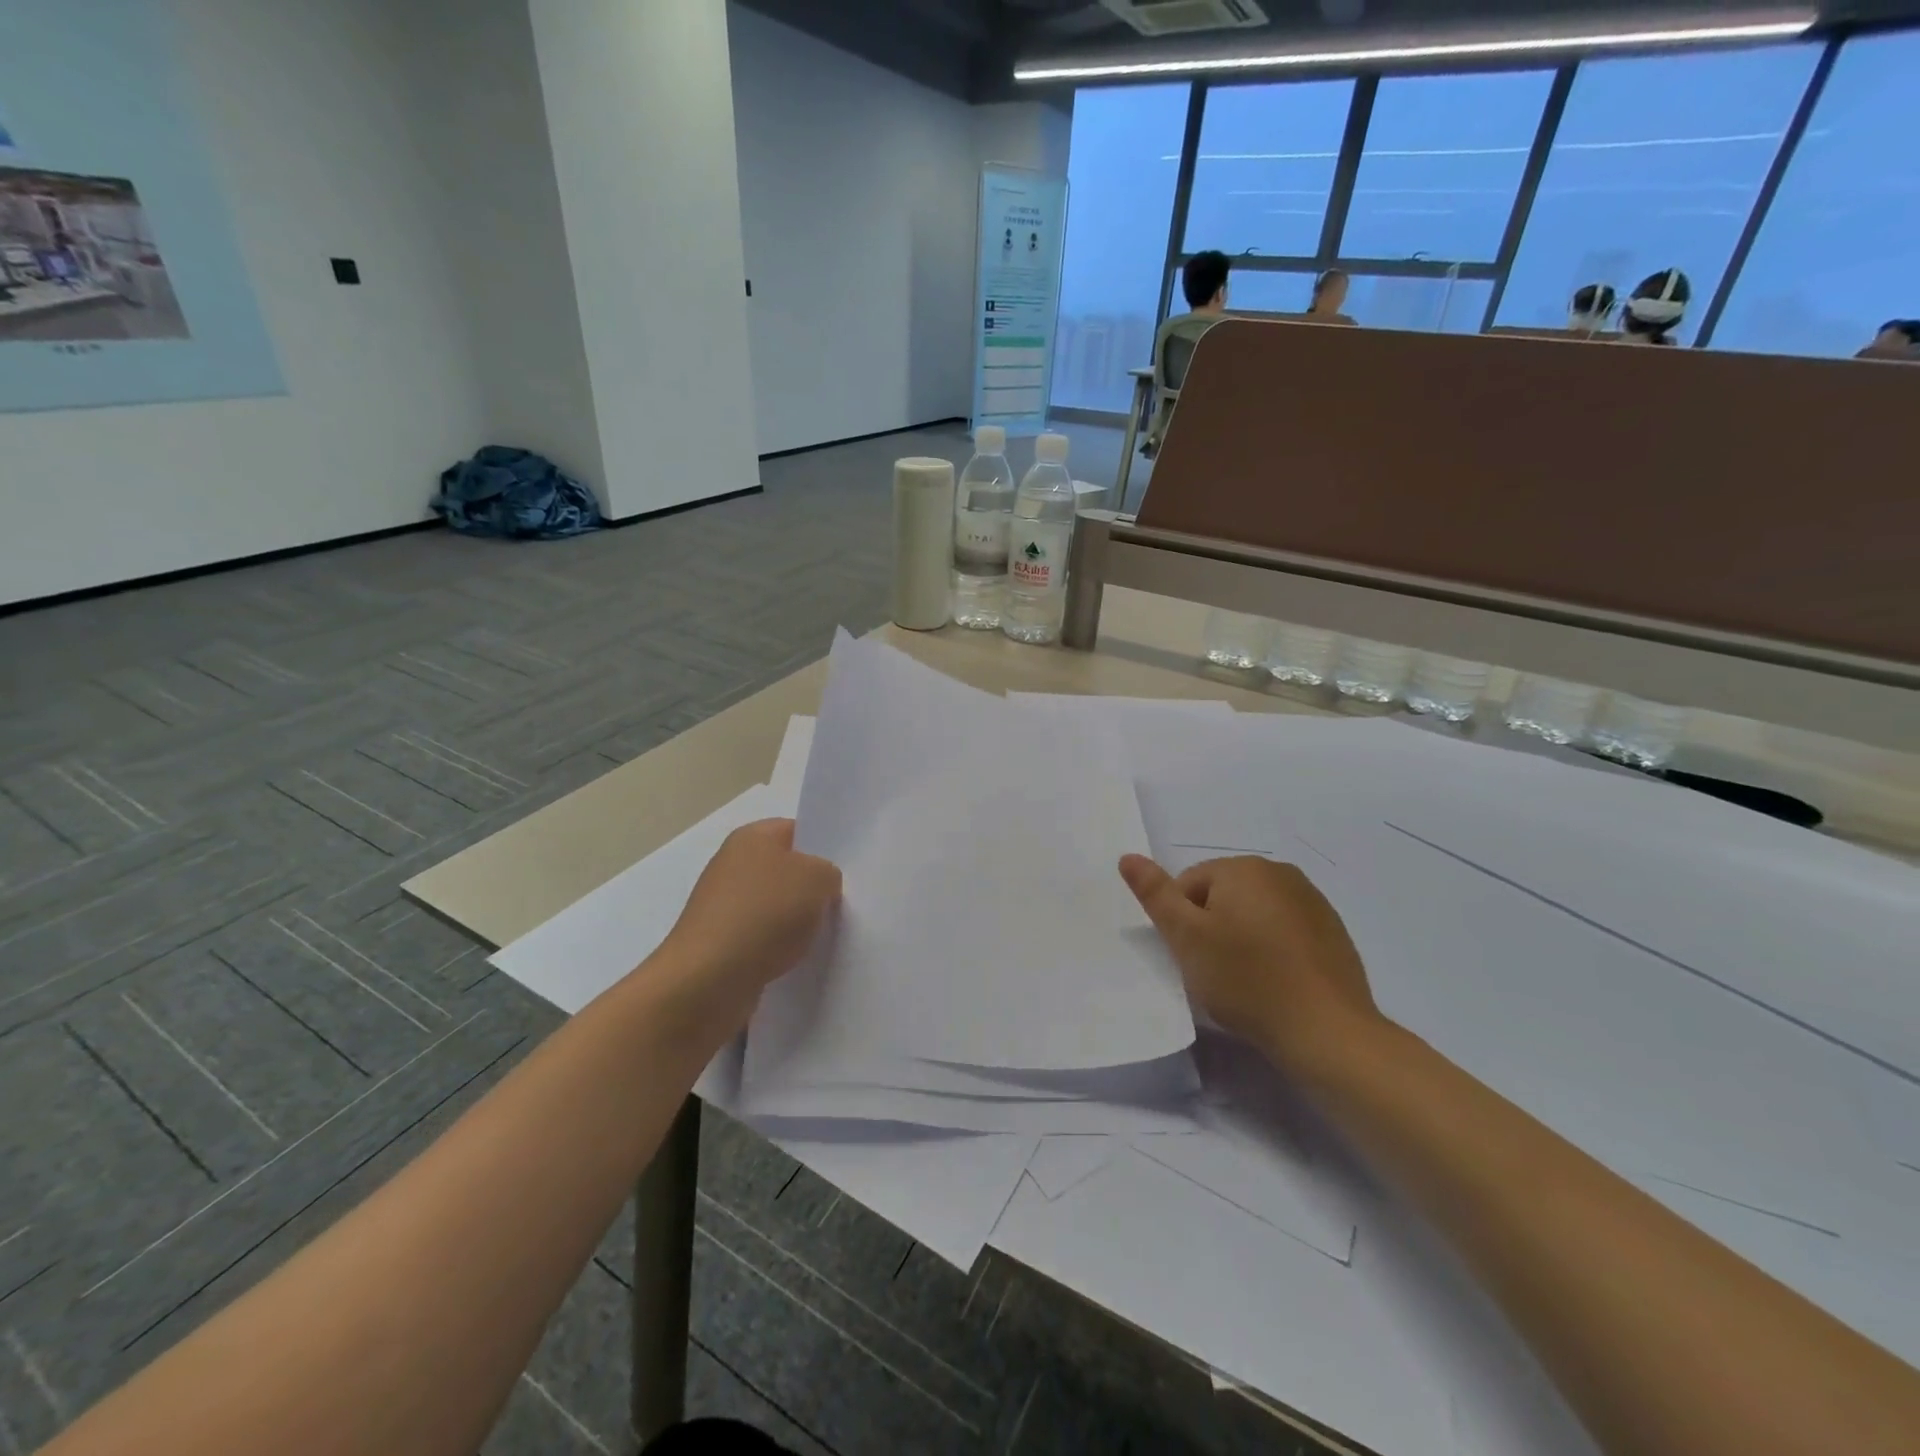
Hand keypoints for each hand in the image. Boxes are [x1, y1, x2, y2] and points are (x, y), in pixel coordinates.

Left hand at [661, 819, 840, 1025]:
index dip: (824, 847)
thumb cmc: (764, 915)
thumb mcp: (817, 879)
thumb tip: (820, 885)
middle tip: (844, 903)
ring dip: (798, 922)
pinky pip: (763, 938)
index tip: (848, 870)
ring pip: (777, 907)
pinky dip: (780, 947)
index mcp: (752, 837)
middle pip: (787, 870)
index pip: (798, 830)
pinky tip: (798, 959)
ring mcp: (724, 906)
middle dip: (813, 888)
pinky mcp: (721, 943)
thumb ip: (828, 872)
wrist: (707, 981)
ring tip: (825, 935)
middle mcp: (733, 865)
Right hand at [1119, 853, 1383, 1080]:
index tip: (1193, 957)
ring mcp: (1313, 901)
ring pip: (1255, 913)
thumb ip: (1156, 894)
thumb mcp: (1186, 938)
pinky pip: (1286, 931)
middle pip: (1223, 895)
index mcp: (1243, 868)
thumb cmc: (1246, 981)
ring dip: (1243, 938)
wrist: (1326, 1031)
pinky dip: (1274, 950)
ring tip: (1247, 980)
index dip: (1182, 922)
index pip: (1189, 884)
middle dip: (1213, 927)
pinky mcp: (1333, 931)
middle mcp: (1280, 873)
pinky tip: (1277, 983)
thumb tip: (1128, 856)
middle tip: (1216, 971)